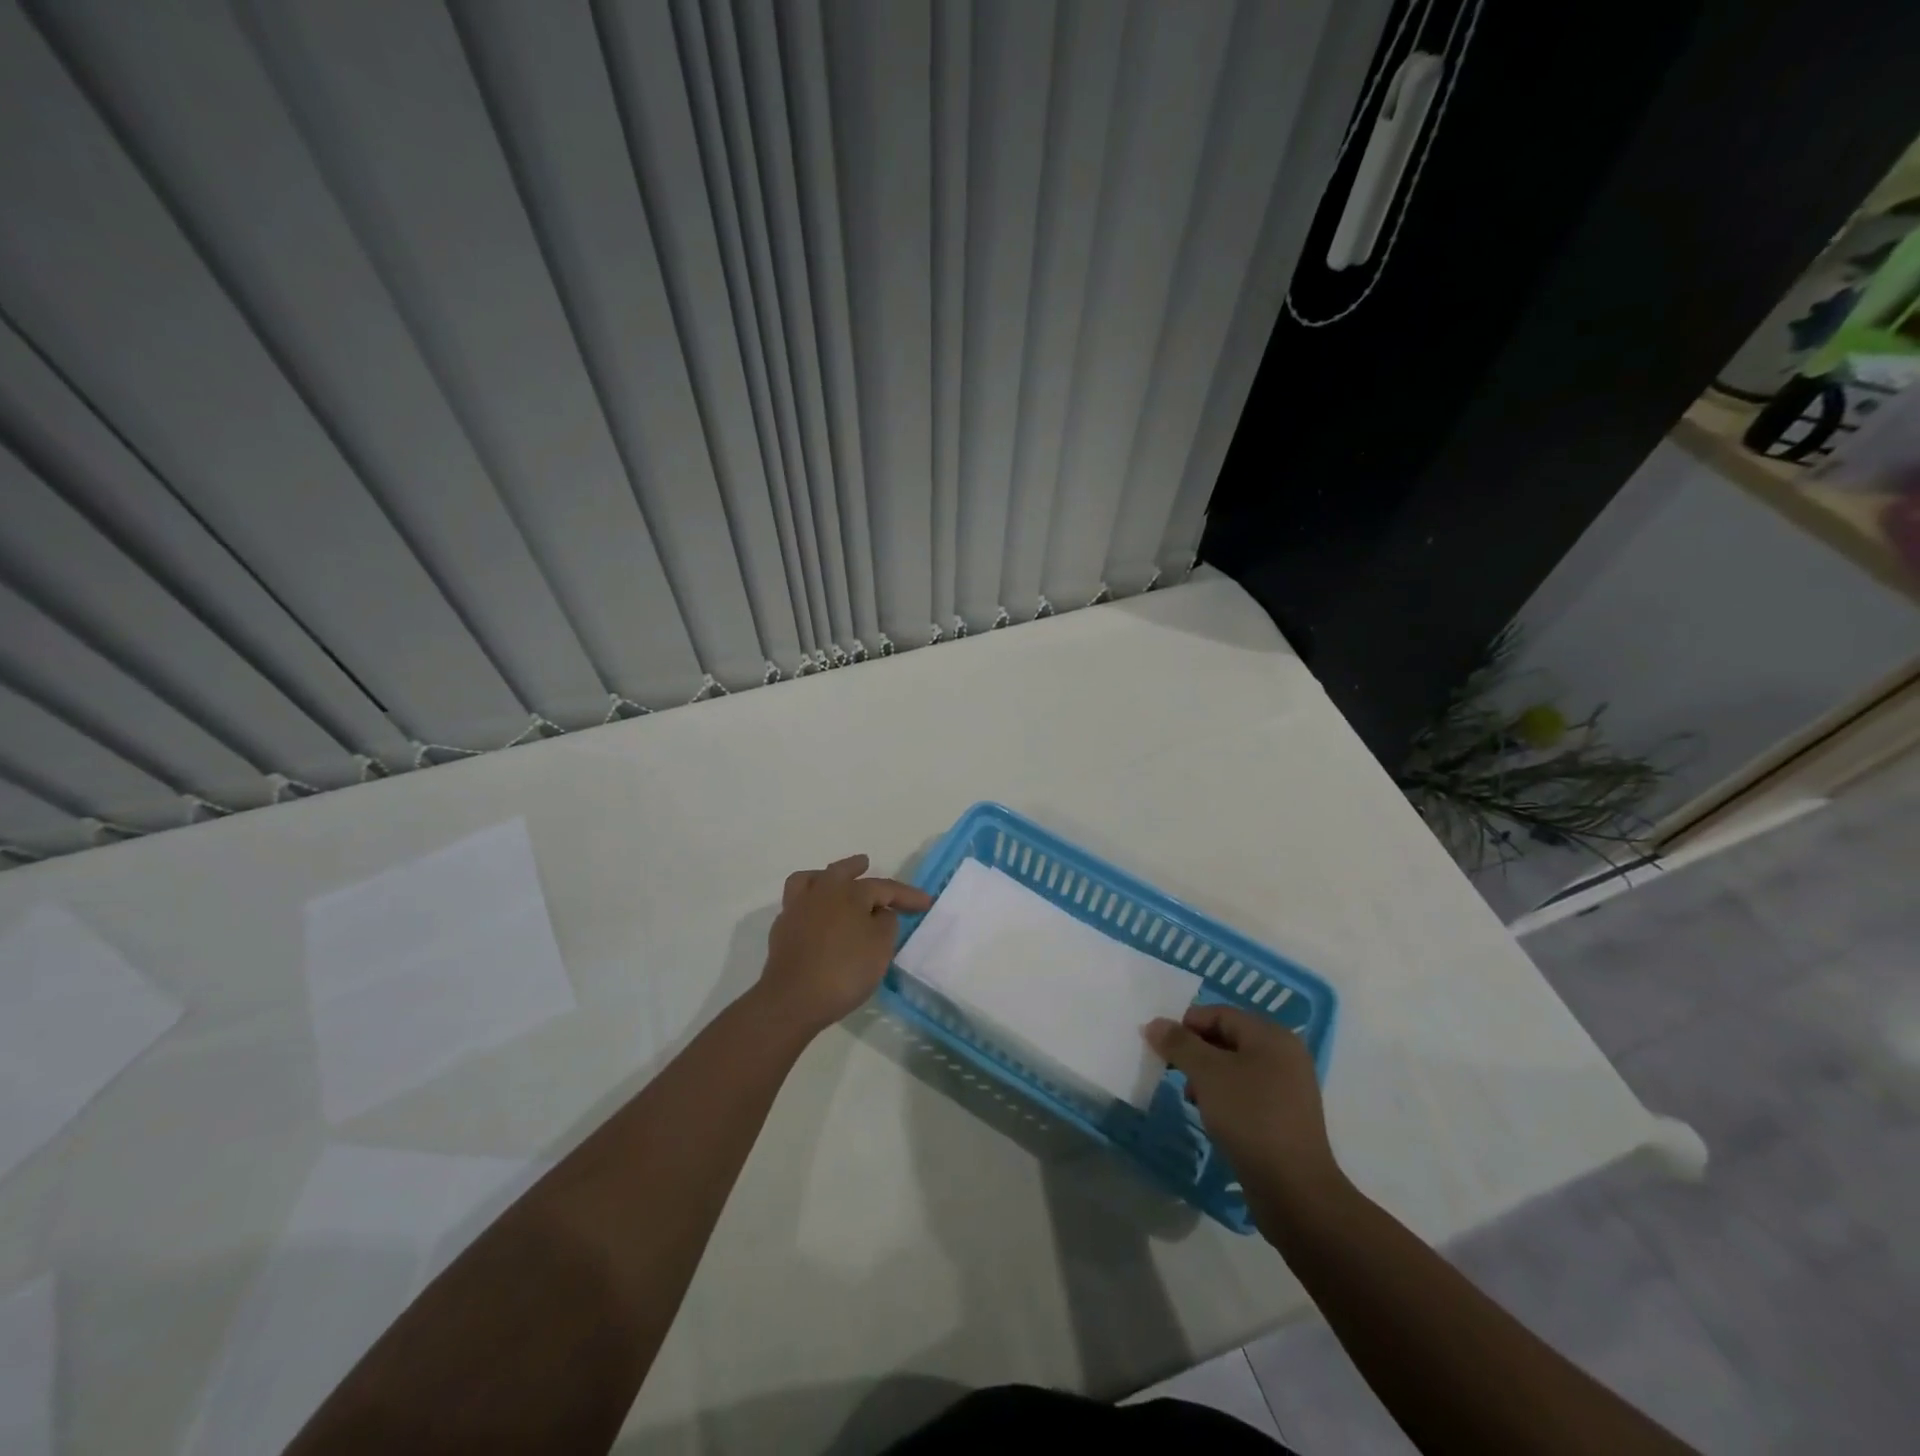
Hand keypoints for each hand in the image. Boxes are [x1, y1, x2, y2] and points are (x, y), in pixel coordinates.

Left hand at [760, 854, 932, 1034]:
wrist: (793, 999)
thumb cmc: (844, 970)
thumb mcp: (880, 947)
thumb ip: (886, 923)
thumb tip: (880, 913)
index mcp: (849, 893)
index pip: (884, 887)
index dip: (907, 895)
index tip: (926, 902)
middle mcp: (821, 892)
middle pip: (840, 871)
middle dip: (855, 867)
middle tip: (865, 862)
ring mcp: (797, 909)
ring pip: (809, 880)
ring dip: (823, 876)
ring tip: (830, 878)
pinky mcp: (781, 930)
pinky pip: (797, 904)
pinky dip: (809, 902)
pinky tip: (815, 914)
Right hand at [1145, 1004, 1345, 1234]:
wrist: (1294, 1190)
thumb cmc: (1250, 1118)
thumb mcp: (1207, 1074)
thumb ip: (1179, 1044)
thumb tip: (1154, 1024)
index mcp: (1271, 1035)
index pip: (1219, 1013)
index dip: (1186, 1025)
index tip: (1162, 1048)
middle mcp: (1284, 1054)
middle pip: (1228, 1038)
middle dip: (1195, 1052)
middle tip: (1173, 1072)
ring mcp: (1288, 1087)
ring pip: (1235, 1067)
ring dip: (1207, 1076)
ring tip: (1191, 1098)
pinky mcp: (1285, 1117)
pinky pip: (1247, 1092)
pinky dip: (1224, 1097)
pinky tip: (1212, 1117)